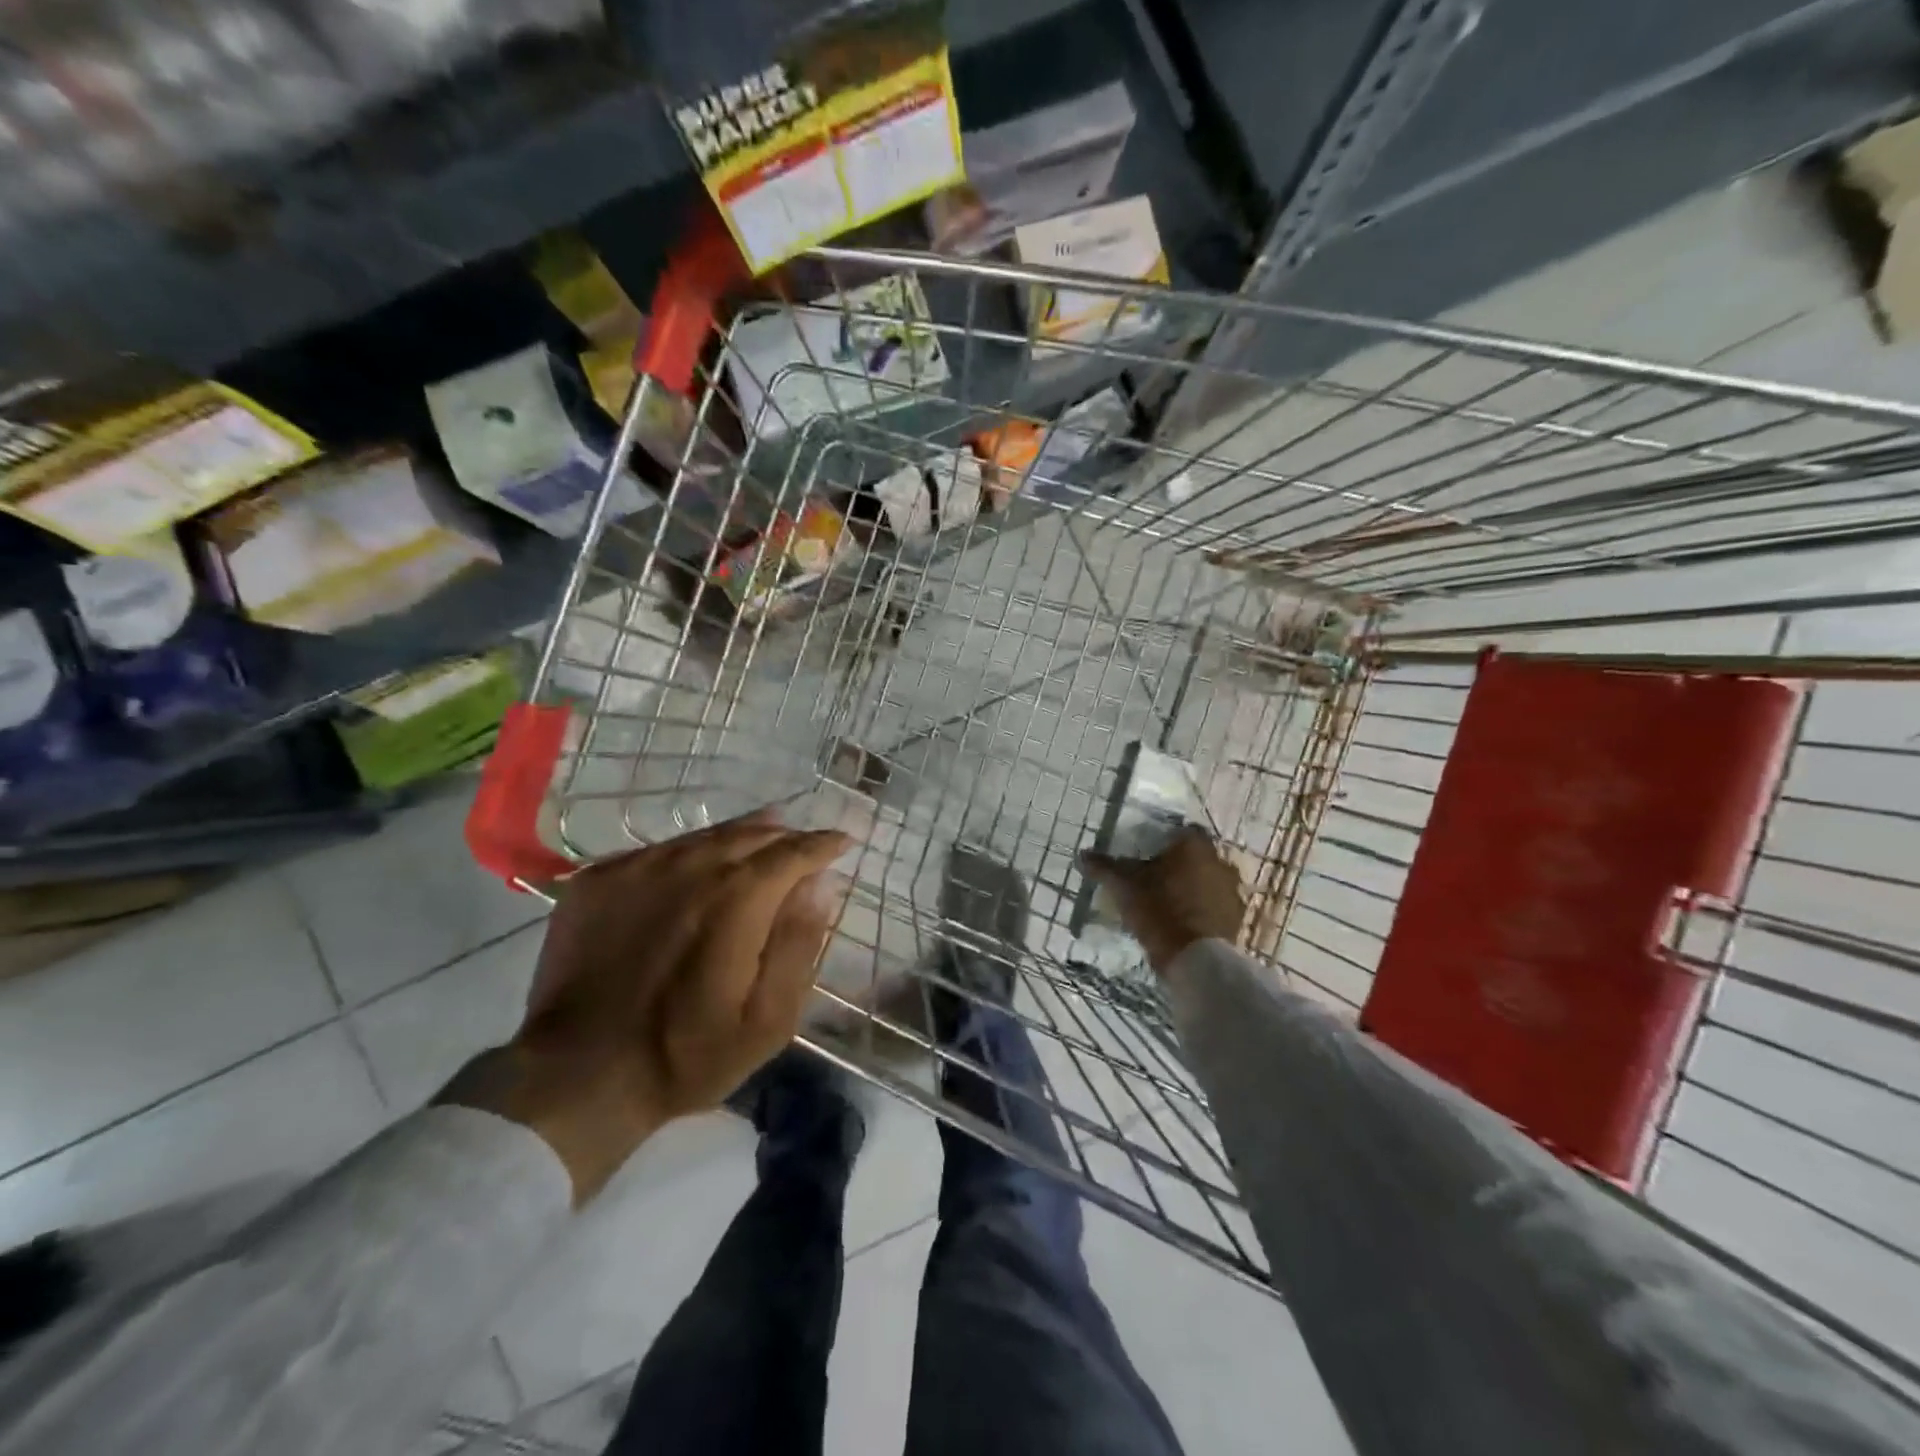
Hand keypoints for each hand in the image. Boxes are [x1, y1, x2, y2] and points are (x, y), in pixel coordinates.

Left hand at [440, 812, 852, 1201]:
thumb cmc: (686, 1055)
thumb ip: (799, 943)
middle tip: (803, 846)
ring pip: (704, 836)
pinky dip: (690, 854)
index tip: (843, 841)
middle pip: (751, 833)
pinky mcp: (597, 879)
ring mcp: (637, 868)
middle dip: (785, 836)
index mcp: (737, 898)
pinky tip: (695, 872)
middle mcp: (689, 867)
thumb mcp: (767, 1019)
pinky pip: (659, 851)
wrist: (576, 1077)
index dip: (823, 844)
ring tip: (761, 840)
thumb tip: (821, 884)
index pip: (793, 852)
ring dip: (740, 838)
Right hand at [1081, 827, 1246, 974]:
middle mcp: (1220, 862)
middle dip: (1180, 865)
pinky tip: (1184, 923)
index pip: (1184, 831)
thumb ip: (1104, 867)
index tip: (1150, 854)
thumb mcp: (1123, 886)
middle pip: (1198, 856)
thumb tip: (1082, 855)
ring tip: (1169, 904)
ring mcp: (1232, 892)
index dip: (1167, 840)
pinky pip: (1216, 907)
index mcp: (1194, 846)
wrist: (1195, 959)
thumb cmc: (1159, 910)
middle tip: (1156, 879)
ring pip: (1209, 881)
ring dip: (1194, 888)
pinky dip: (1203, 911)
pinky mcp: (1237, 919)